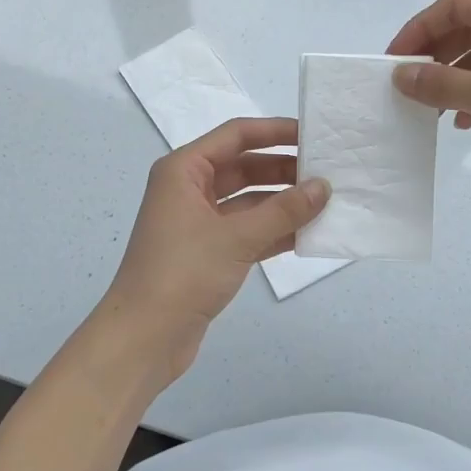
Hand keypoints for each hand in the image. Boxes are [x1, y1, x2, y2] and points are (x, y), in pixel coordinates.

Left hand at [91, 117, 329, 386]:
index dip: (275, 131)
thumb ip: (284, 211)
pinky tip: (308, 234)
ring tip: (326, 202)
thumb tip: (323, 186)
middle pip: (243, 166)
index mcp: (184, 170)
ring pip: (248, 200)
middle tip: (327, 172)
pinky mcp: (208, 252)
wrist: (143, 339)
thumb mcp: (237, 238)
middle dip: (283, 169)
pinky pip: (247, 230)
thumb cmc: (182, 273)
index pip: (236, 135)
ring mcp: (198, 222)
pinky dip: (274, 230)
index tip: (312, 134)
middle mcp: (188, 189)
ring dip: (283, 202)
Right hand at [387, 0, 470, 197]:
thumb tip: (401, 75)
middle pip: (467, 29)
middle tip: (406, 86)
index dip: (419, 30)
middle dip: (435, 56)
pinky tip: (462, 122)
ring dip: (453, 79)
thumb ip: (444, 84)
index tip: (394, 61)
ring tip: (429, 108)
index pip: (455, 6)